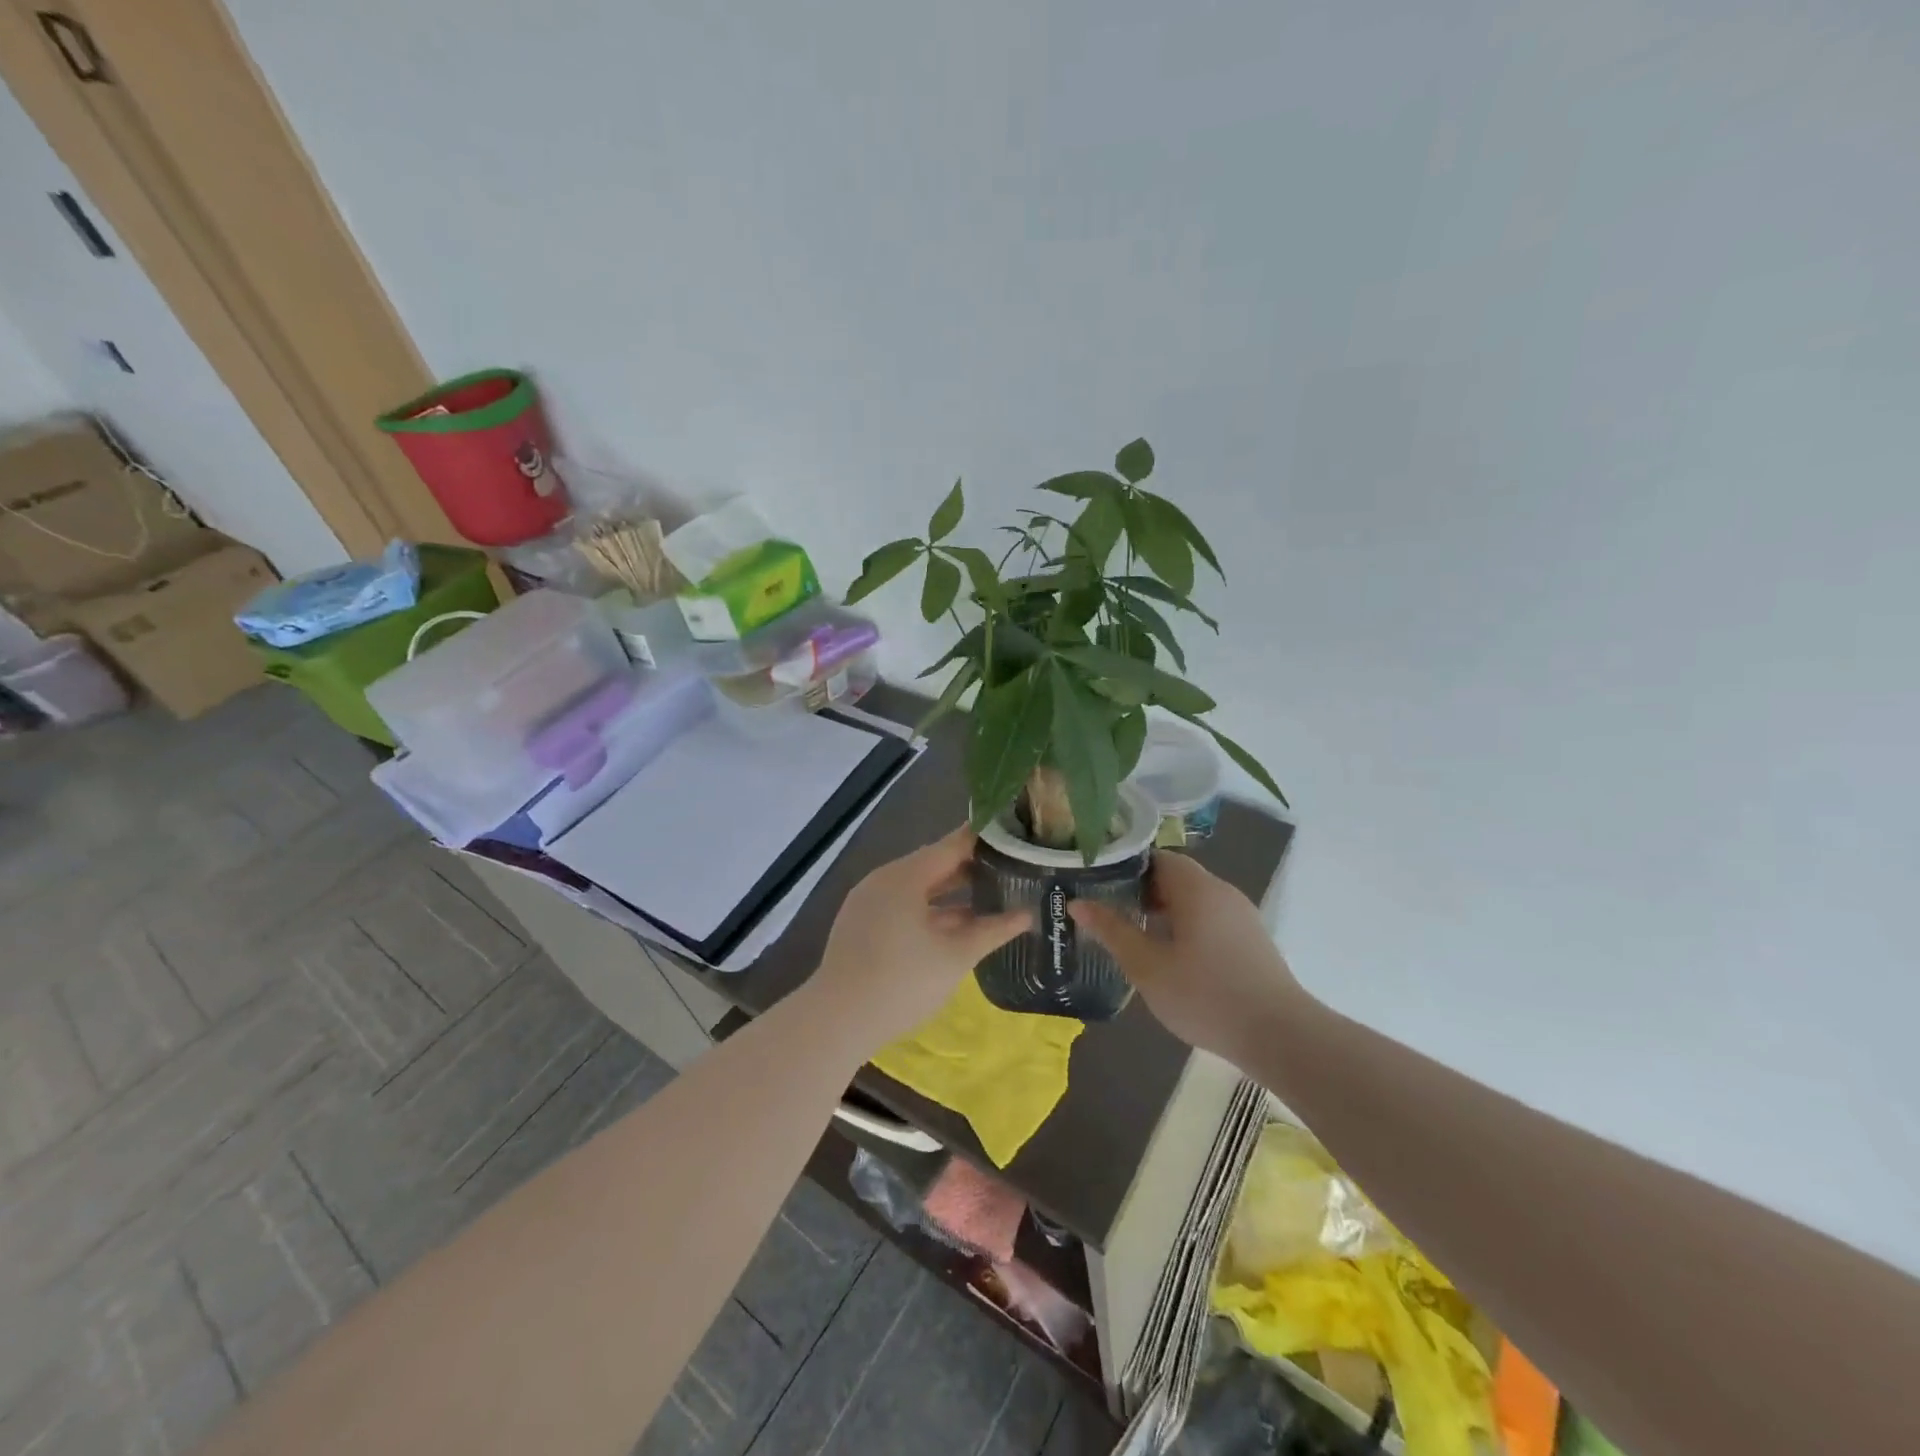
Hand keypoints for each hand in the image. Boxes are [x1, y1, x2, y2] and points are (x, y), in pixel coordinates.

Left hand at [810, 827, 1032, 1047]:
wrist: (837, 1021)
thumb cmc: (902, 983)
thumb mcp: (955, 956)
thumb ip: (993, 930)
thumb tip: (1027, 914)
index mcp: (905, 876)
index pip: (953, 845)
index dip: (985, 840)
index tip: (1015, 837)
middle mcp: (884, 879)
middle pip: (934, 863)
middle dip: (971, 868)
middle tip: (1011, 868)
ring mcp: (868, 901)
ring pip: (917, 887)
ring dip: (951, 892)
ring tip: (989, 896)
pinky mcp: (861, 923)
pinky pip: (902, 904)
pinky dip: (929, 909)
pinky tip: (953, 925)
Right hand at [1070, 853, 1310, 1066]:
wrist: (1281, 1036)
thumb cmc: (1205, 995)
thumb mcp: (1147, 966)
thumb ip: (1112, 931)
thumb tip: (1078, 904)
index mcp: (1197, 888)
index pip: (1157, 857)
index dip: (1126, 867)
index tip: (1099, 884)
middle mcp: (1222, 892)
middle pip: (1176, 877)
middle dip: (1142, 891)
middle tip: (1111, 912)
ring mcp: (1242, 916)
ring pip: (1194, 900)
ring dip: (1164, 911)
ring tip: (1136, 936)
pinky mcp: (1252, 940)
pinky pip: (1211, 918)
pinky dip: (1187, 926)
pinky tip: (1173, 958)